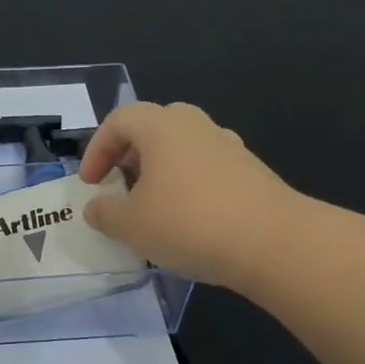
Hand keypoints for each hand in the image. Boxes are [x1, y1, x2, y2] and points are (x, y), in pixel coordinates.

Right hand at [79, 101, 301, 289]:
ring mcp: (228, 147)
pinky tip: (189, 221)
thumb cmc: (188, 223)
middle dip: (130, 155)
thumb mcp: (130, 225)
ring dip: (161, 171)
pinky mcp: (252, 172)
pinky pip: (207, 170)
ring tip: (153, 207)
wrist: (274, 242)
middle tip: (121, 185)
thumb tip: (97, 207)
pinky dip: (189, 186)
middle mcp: (195, 126)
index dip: (96, 150)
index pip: (118, 121)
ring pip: (183, 148)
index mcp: (160, 126)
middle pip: (153, 127)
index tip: (90, 184)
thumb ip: (105, 213)